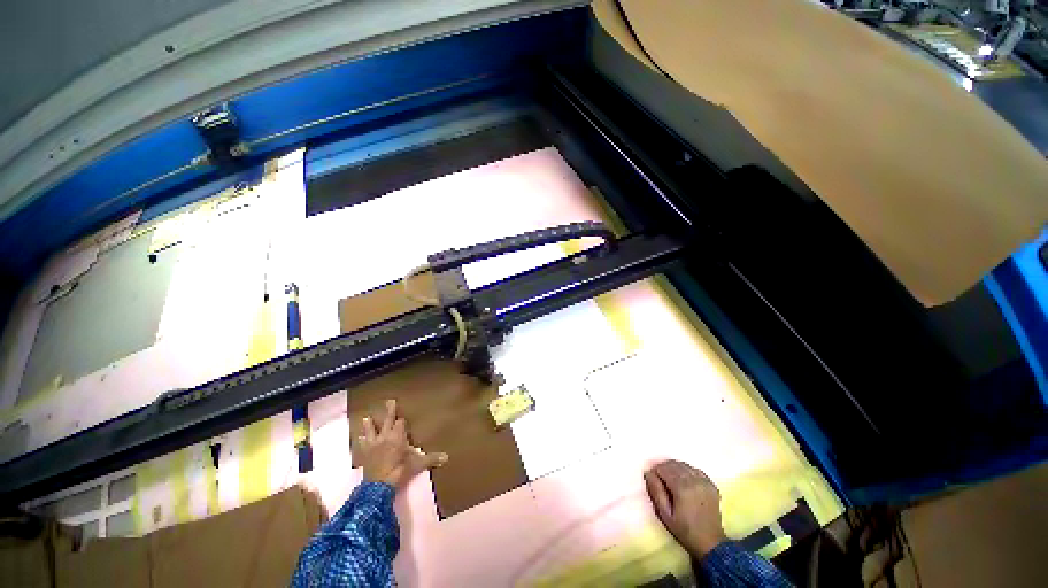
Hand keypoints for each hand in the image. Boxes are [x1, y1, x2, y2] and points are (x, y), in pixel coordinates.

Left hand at [356, 399, 447, 487]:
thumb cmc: (400, 471)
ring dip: (369, 424)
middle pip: (388, 420)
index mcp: (398, 436)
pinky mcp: (365, 454)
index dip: (402, 421)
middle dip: (390, 411)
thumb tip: (447, 457)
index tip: (404, 418)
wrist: (379, 486)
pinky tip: (359, 438)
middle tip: (389, 401)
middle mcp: (385, 436)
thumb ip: (431, 459)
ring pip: (371, 430)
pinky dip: (361, 441)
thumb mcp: (417, 464)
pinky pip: (362, 445)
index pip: (400, 423)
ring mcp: (373, 445)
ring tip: (366, 417)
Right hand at [644, 460, 727, 558]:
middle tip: (660, 480)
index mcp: (682, 487)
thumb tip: (648, 473)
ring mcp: (704, 482)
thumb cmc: (684, 530)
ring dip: (675, 469)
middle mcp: (694, 480)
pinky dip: (687, 471)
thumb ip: (655, 491)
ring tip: (671, 480)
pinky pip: (695, 470)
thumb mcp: (665, 514)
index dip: (655, 472)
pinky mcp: (711, 485)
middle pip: (673, 464)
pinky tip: (685, 481)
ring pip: (684, 465)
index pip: (663, 468)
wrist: (710, 543)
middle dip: (664, 468)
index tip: (653, 481)